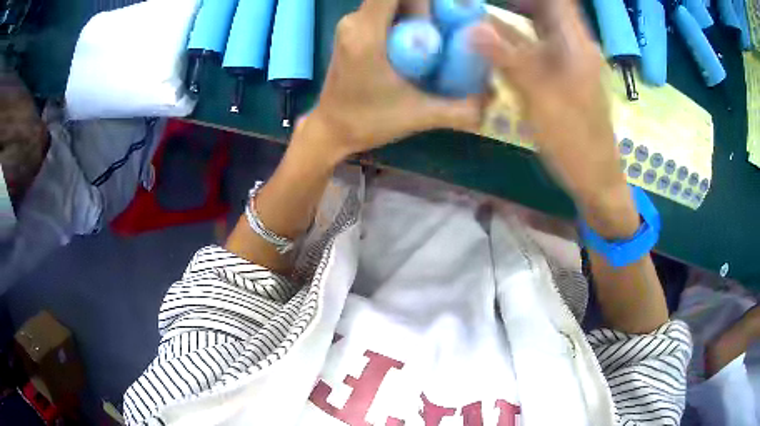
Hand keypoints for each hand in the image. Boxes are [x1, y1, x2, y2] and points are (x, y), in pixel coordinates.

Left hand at [304, 0, 483, 161]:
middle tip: (449, 26)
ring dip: (417, 10)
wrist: (331, 130)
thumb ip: (460, 109)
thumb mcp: (418, 115)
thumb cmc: (368, 121)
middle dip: (426, 6)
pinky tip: (422, 36)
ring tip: (438, 32)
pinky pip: (384, 10)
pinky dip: (406, 15)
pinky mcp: (352, 30)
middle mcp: (354, 21)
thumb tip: (494, 99)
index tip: (448, 9)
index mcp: (366, 34)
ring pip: (390, 1)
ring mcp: (350, 24)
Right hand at [472, 0, 636, 235]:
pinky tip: (488, 45)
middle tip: (475, 5)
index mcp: (576, 43)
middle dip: (514, 3)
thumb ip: (506, 59)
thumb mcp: (540, 97)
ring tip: (474, 17)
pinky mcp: (556, 80)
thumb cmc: (575, 140)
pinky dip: (511, 45)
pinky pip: (532, 52)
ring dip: (507, 21)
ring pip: (535, 30)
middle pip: (543, 10)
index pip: (557, 1)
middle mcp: (571, 47)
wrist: (594, 177)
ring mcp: (564, 64)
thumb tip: (471, 28)